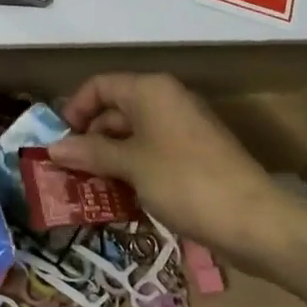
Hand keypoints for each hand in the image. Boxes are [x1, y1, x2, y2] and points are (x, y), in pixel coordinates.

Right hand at [48, 73, 289, 273]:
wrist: (253, 219)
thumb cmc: (184, 181)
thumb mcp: (130, 166)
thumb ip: (90, 153)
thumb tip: (53, 148)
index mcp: (150, 90)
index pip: (99, 86)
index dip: (74, 110)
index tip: (58, 143)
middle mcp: (166, 100)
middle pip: (115, 110)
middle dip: (89, 139)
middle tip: (67, 172)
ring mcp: (182, 128)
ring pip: (132, 135)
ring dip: (108, 159)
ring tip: (86, 189)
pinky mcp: (194, 155)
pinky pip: (151, 153)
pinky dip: (131, 170)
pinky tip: (118, 198)